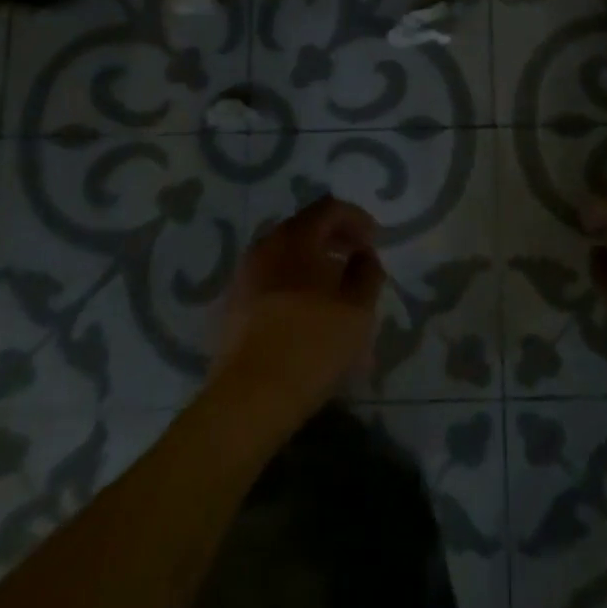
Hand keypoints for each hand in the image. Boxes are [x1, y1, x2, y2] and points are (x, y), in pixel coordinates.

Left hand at [211, 196, 385, 420]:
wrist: (249, 399)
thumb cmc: (311, 344)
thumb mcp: (357, 308)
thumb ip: (367, 273)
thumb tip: (363, 255)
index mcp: (295, 237)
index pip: (329, 208)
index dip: (355, 218)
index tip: (373, 241)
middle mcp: (265, 246)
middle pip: (305, 228)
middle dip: (334, 240)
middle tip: (357, 261)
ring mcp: (244, 275)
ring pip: (286, 256)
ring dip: (313, 265)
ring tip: (335, 292)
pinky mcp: (233, 306)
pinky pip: (270, 281)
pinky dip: (293, 285)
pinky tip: (307, 314)